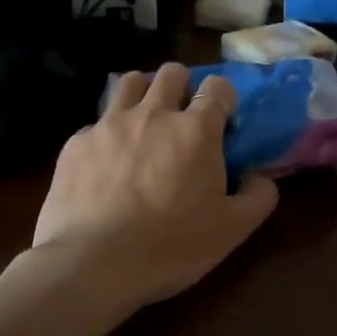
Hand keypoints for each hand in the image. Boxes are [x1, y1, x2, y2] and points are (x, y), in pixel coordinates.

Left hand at [33, 63, 279, 308]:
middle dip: (182, 86)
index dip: (223, 99)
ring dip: (142, 94)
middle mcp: (154, 114)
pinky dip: (106, 135)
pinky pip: (95, 124)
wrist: (94, 264)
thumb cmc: (172, 245)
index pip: (217, 86)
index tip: (222, 124)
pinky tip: (105, 164)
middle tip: (182, 118)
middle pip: (171, 72)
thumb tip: (260, 177)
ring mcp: (110, 124)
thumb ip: (258, 196)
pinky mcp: (76, 143)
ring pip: (129, 82)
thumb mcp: (232, 230)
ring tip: (143, 123)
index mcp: (196, 130)